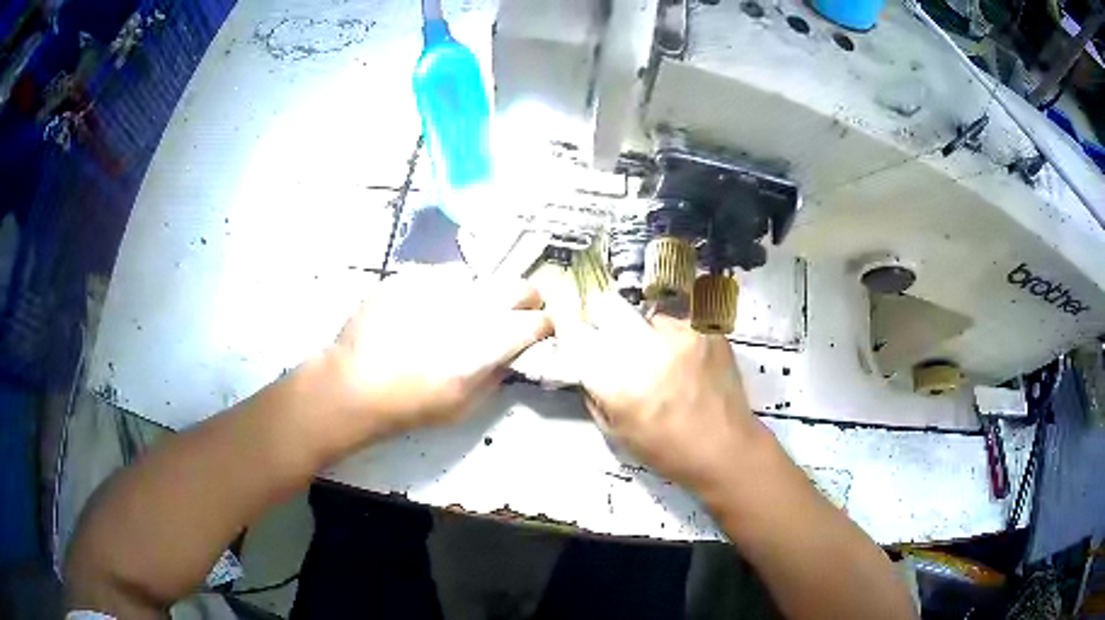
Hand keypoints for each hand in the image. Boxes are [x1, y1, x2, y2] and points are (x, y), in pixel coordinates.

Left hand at [325, 267, 552, 439]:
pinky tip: (427, 308)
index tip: (537, 334)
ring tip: (460, 312)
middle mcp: (472, 304)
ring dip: (481, 294)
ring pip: (480, 278)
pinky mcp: (412, 276)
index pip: (538, 321)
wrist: (355, 383)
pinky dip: (445, 290)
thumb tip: (509, 356)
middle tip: (512, 314)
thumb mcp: (464, 406)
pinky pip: (442, 276)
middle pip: (520, 286)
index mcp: (490, 340)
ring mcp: (440, 284)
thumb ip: (496, 375)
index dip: (543, 327)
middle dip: (525, 300)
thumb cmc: (412, 403)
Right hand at [557, 292, 767, 492]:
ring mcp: (680, 335)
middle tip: (612, 336)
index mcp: (616, 382)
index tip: (570, 324)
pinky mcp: (706, 330)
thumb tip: (587, 364)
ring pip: (646, 316)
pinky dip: (676, 337)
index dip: (570, 325)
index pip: (578, 335)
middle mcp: (645, 350)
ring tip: (662, 358)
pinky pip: (679, 322)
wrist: (725, 449)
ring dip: (646, 332)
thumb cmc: (667, 450)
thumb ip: (595, 394)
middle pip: (608, 307)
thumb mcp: (616, 432)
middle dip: (603, 317)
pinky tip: (686, 359)